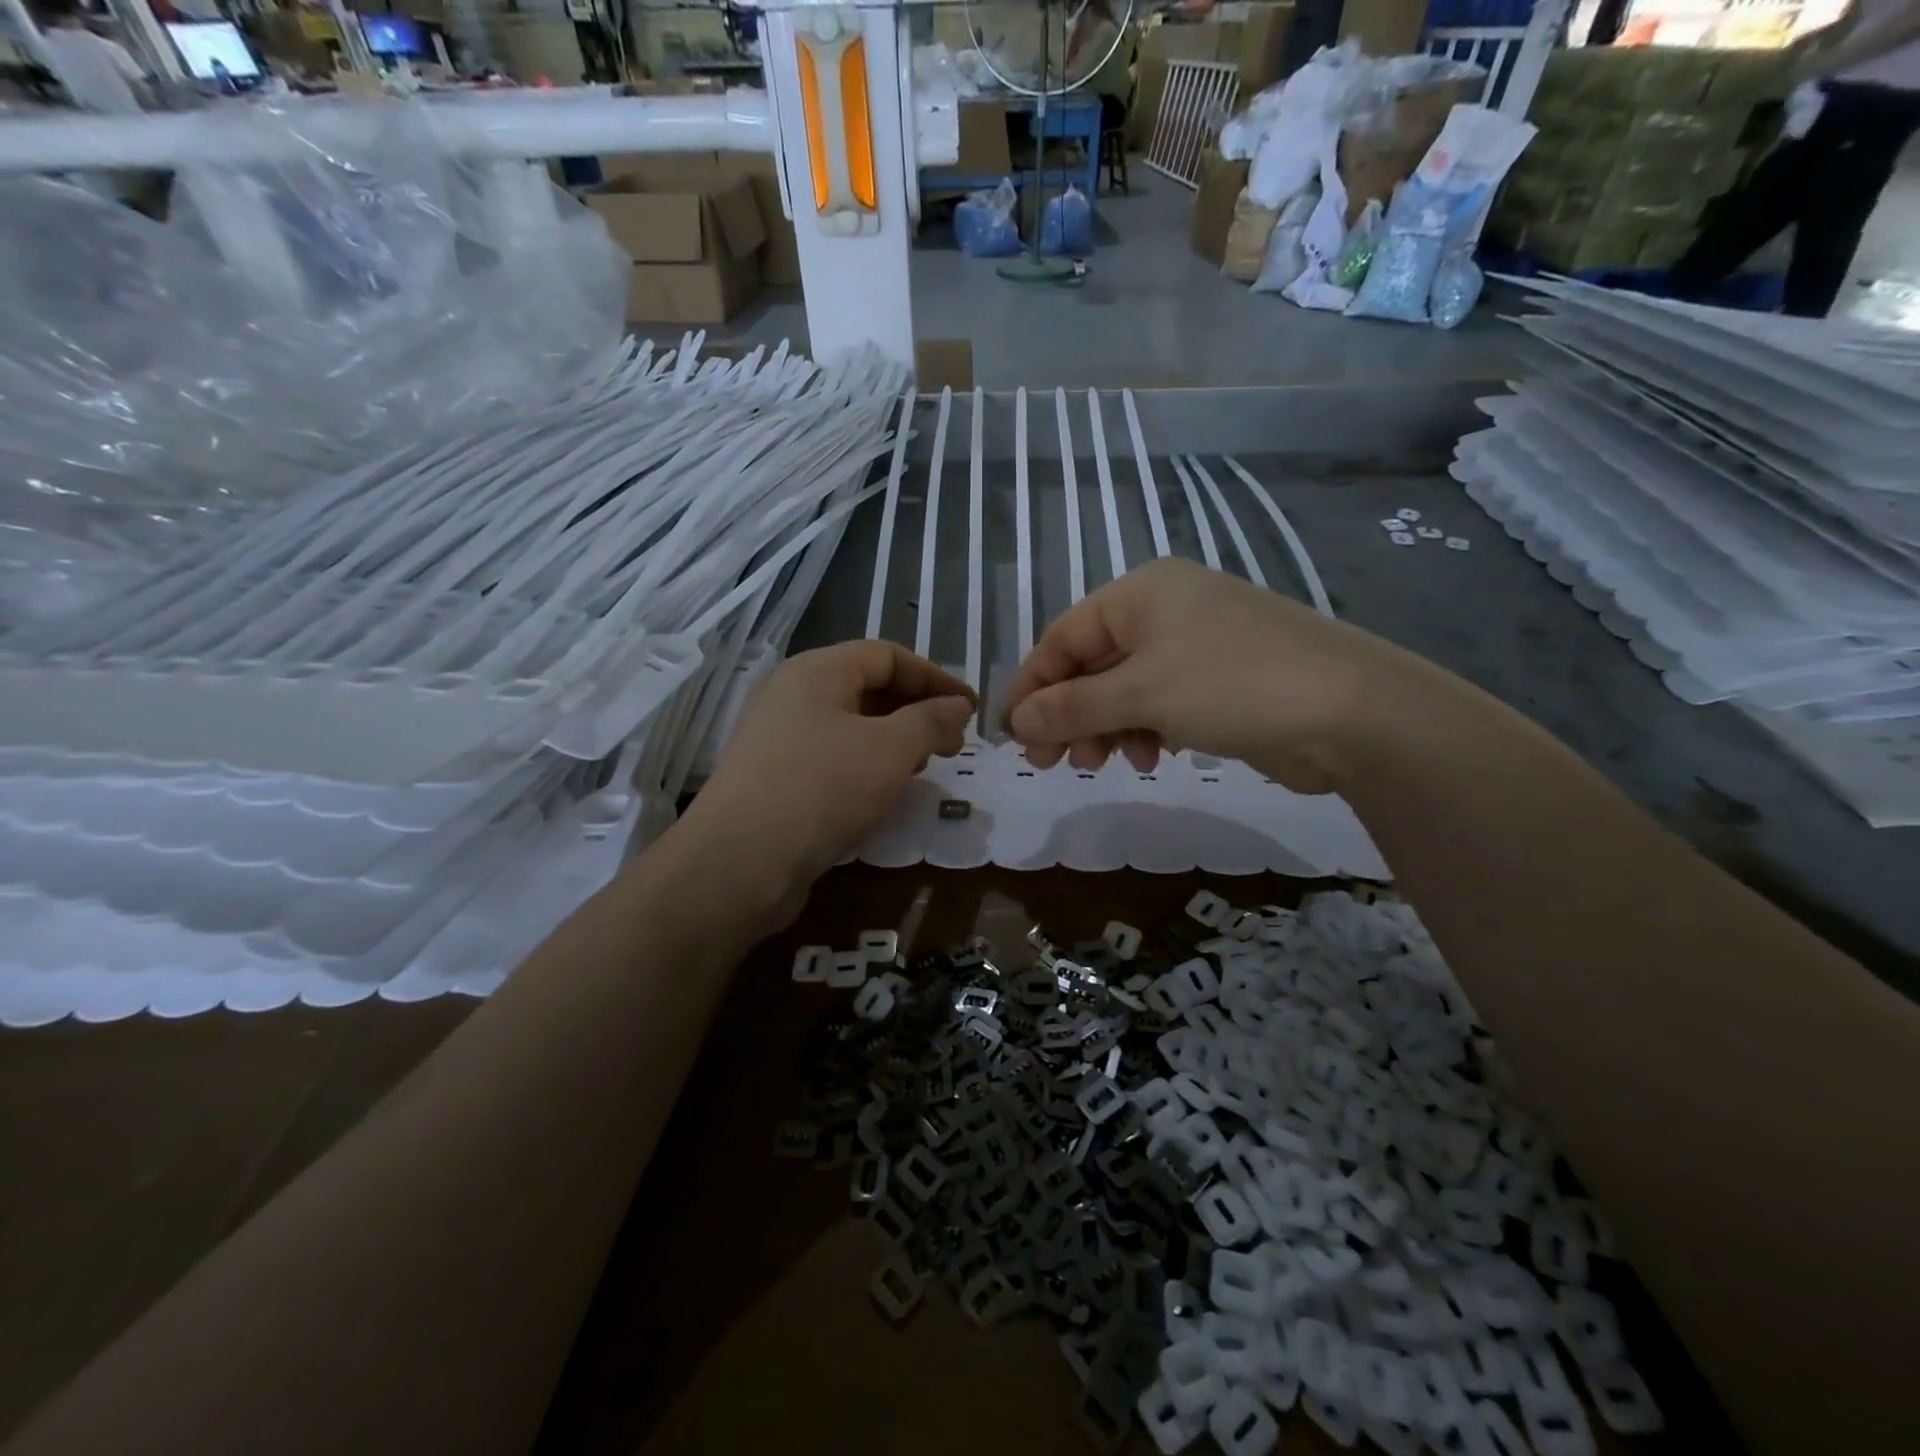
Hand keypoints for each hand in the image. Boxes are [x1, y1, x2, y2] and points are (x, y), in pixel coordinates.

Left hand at [677, 641, 974, 921]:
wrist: (740, 862)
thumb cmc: (823, 789)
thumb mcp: (890, 750)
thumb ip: (931, 721)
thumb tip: (959, 705)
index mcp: (817, 671)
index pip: (888, 655)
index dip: (935, 677)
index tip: (971, 708)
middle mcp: (792, 694)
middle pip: (867, 686)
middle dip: (917, 710)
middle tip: (953, 743)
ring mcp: (778, 737)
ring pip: (850, 724)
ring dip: (894, 740)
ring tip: (925, 767)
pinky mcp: (774, 777)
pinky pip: (831, 756)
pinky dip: (866, 765)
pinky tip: (884, 792)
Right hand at [1002, 559, 1433, 793]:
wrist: (1352, 711)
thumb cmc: (1231, 685)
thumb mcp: (1140, 694)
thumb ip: (1071, 707)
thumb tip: (1015, 722)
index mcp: (1141, 593)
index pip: (1063, 636)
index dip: (1033, 686)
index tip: (1014, 736)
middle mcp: (1166, 610)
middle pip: (1092, 664)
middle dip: (1069, 714)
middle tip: (1050, 763)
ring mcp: (1197, 645)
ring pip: (1125, 688)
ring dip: (1105, 728)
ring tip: (1102, 765)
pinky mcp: (1221, 681)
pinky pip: (1160, 703)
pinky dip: (1144, 729)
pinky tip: (1148, 757)